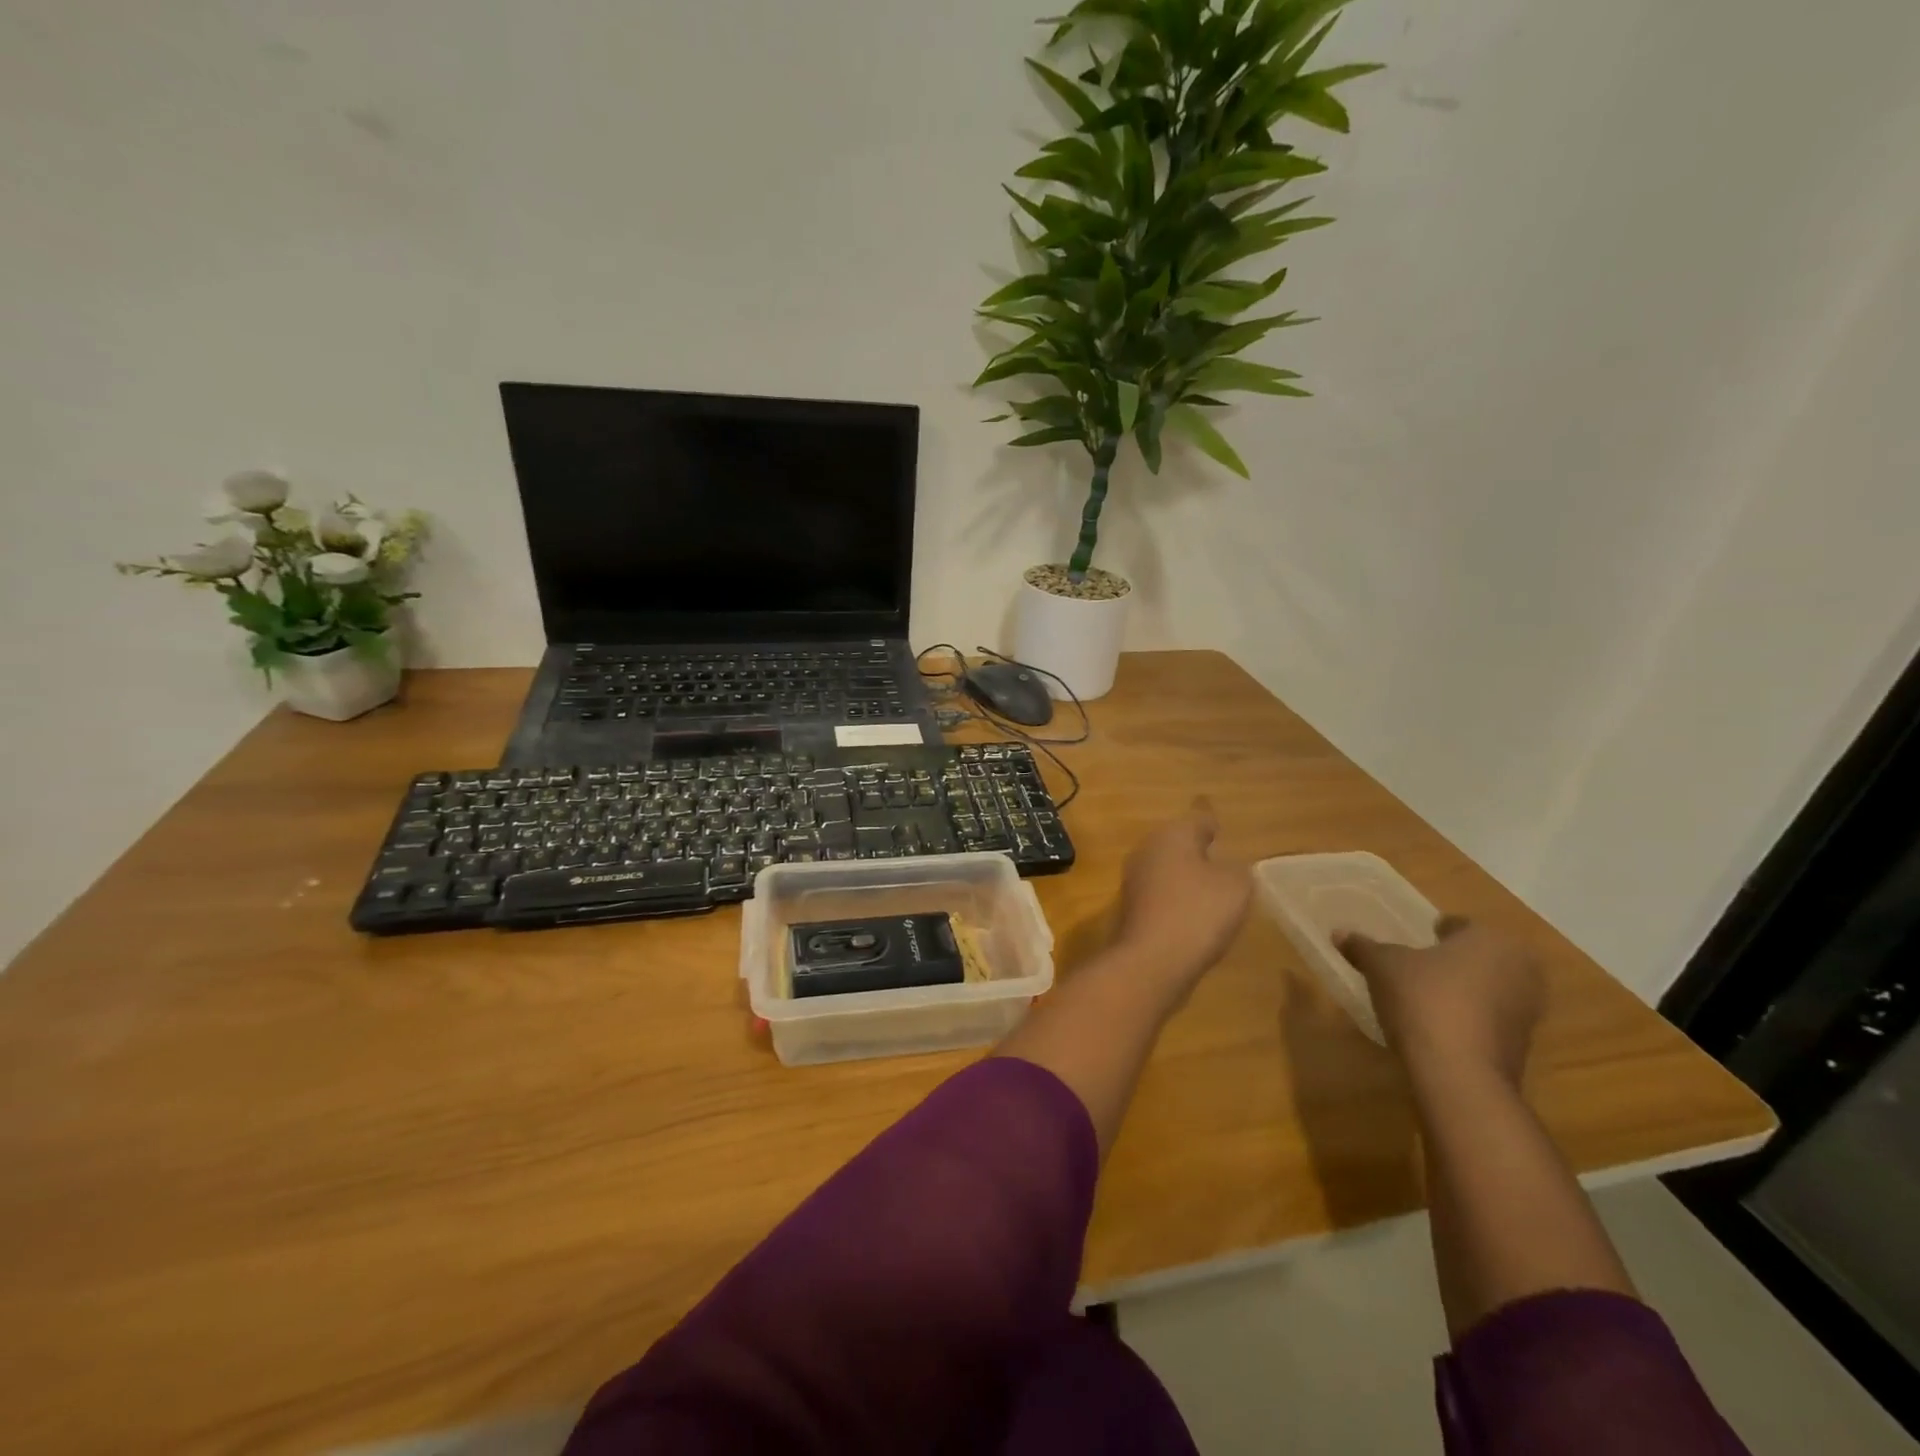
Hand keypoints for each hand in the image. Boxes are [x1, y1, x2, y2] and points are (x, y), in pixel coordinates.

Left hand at [1115, 804, 1252, 984]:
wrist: (1153, 960)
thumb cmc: (1199, 912)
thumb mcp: (1237, 886)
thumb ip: (1237, 869)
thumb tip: (1225, 867)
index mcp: (1172, 834)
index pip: (1199, 821)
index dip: (1214, 827)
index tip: (1223, 833)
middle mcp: (1146, 849)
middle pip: (1178, 844)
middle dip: (1197, 853)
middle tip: (1222, 866)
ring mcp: (1133, 879)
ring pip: (1166, 869)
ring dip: (1185, 878)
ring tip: (1211, 894)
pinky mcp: (1130, 907)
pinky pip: (1160, 895)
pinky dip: (1175, 901)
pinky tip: (1191, 917)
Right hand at [1337, 920, 1543, 1089]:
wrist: (1460, 1073)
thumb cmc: (1423, 999)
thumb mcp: (1382, 966)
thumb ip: (1363, 947)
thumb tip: (1339, 933)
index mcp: (1490, 940)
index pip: (1462, 925)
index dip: (1438, 930)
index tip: (1420, 937)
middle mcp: (1519, 969)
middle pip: (1481, 956)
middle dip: (1457, 959)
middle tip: (1424, 964)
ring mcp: (1528, 1010)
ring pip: (1490, 988)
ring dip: (1466, 990)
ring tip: (1429, 996)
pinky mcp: (1523, 1045)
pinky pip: (1492, 1019)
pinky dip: (1472, 1018)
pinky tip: (1441, 1025)